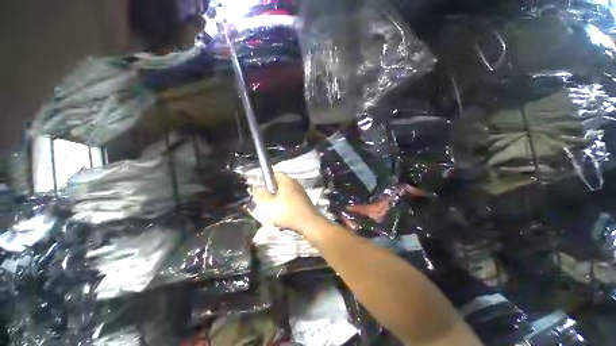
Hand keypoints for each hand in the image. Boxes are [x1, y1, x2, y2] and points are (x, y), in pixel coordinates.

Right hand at [252, 173, 321, 233]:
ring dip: (278, 203)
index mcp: (286, 180)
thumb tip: (257, 187)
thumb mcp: (269, 204)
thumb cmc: (287, 212)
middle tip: (266, 204)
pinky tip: (284, 217)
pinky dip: (286, 207)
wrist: (309, 223)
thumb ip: (261, 194)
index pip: (273, 174)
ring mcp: (300, 192)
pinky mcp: (303, 201)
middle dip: (271, 194)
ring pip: (284, 195)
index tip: (261, 191)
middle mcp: (295, 183)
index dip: (265, 180)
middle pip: (278, 185)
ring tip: (275, 214)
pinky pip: (290, 201)